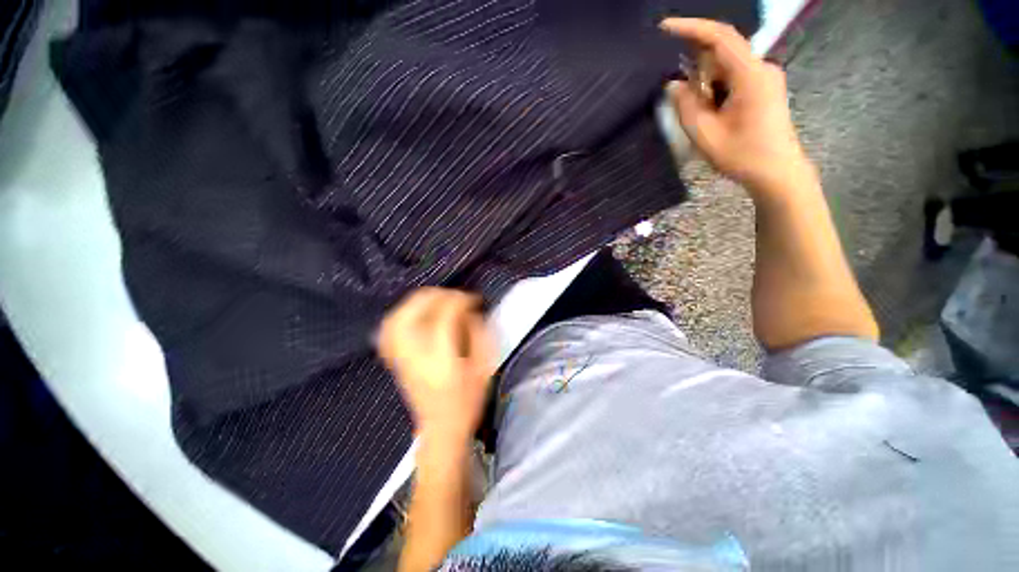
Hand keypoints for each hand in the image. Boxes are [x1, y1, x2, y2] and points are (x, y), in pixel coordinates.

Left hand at [378, 287, 495, 441]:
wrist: (441, 429)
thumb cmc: (468, 401)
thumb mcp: (484, 368)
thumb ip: (479, 335)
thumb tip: (469, 311)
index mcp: (442, 361)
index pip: (445, 318)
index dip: (460, 301)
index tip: (473, 299)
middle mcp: (415, 357)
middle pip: (413, 313)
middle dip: (436, 296)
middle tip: (454, 297)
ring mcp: (400, 358)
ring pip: (396, 318)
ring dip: (416, 302)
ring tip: (436, 300)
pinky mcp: (394, 359)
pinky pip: (388, 329)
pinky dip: (400, 314)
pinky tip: (414, 313)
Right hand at [661, 18, 813, 192]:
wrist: (776, 172)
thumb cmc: (742, 155)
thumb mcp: (705, 134)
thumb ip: (686, 106)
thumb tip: (674, 84)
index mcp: (750, 75)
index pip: (720, 37)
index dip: (691, 28)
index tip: (665, 27)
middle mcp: (761, 68)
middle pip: (721, 54)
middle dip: (698, 73)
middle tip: (688, 105)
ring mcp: (764, 77)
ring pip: (725, 68)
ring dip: (707, 86)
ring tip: (704, 118)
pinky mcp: (763, 87)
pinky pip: (733, 78)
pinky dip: (716, 91)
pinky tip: (713, 114)